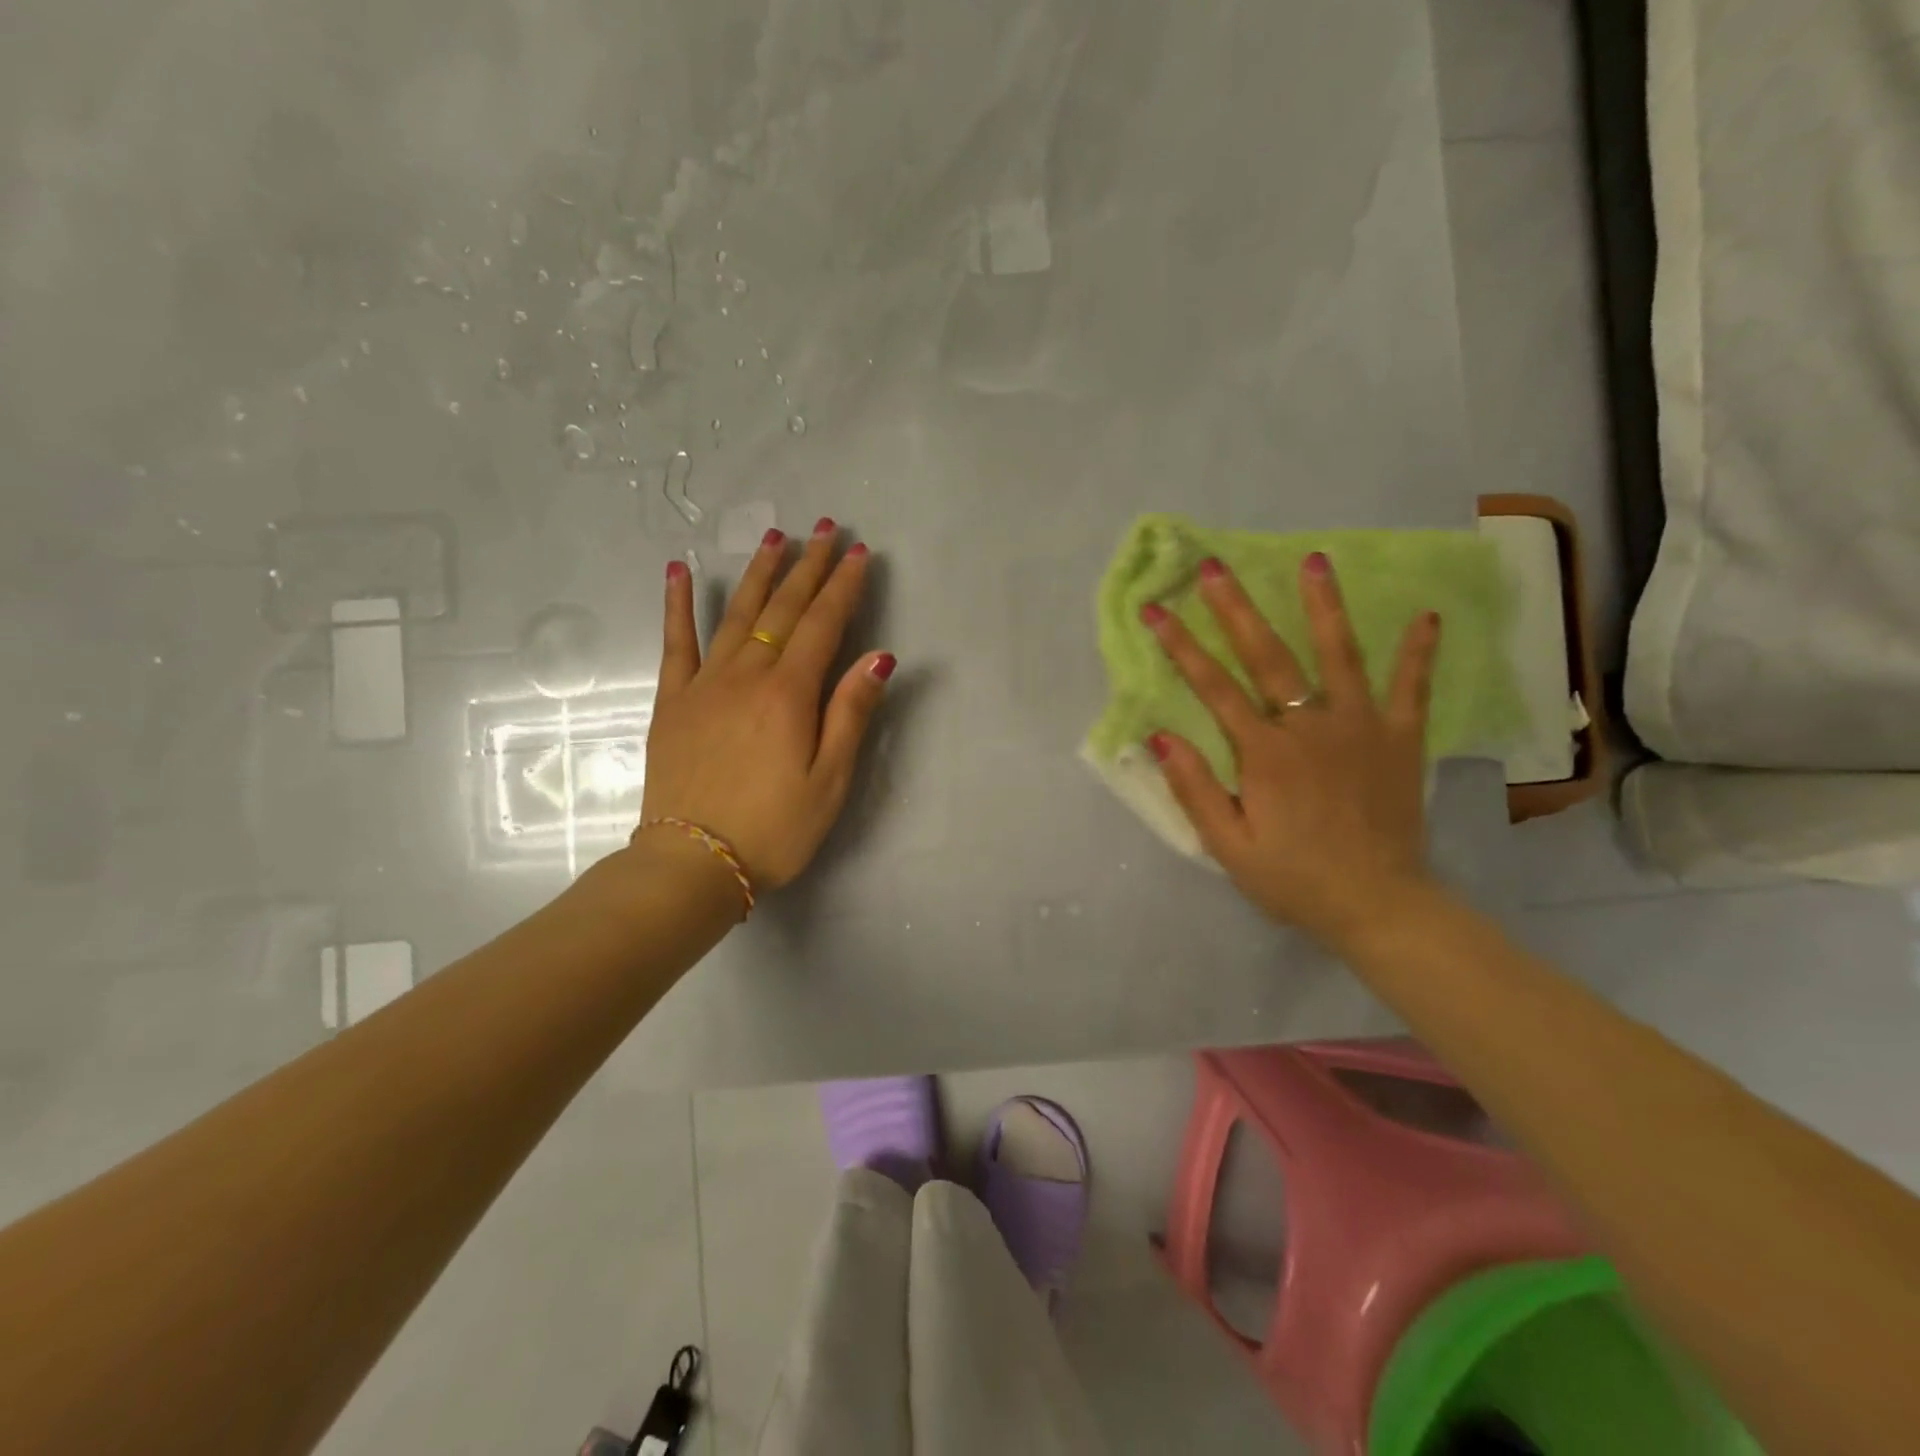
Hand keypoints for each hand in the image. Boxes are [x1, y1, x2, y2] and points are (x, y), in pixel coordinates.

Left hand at [637, 519, 894, 890]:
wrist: (692, 863)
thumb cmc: (773, 829)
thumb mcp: (829, 781)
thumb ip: (850, 714)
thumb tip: (878, 657)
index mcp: (788, 695)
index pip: (823, 625)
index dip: (843, 587)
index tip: (859, 552)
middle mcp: (746, 676)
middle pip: (783, 609)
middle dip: (809, 566)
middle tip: (826, 528)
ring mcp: (704, 684)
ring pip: (736, 614)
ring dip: (760, 573)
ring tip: (775, 536)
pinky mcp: (674, 701)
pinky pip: (675, 642)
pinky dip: (678, 604)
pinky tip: (679, 570)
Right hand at [1141, 552, 1439, 949]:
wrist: (1378, 905)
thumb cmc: (1293, 879)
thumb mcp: (1229, 846)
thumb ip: (1195, 789)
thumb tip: (1161, 736)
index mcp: (1265, 753)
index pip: (1213, 687)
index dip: (1180, 646)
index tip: (1156, 610)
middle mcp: (1311, 727)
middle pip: (1268, 656)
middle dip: (1237, 609)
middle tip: (1215, 567)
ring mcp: (1362, 727)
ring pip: (1340, 655)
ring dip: (1324, 606)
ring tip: (1315, 560)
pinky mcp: (1401, 740)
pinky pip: (1412, 688)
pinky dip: (1418, 652)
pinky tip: (1427, 615)